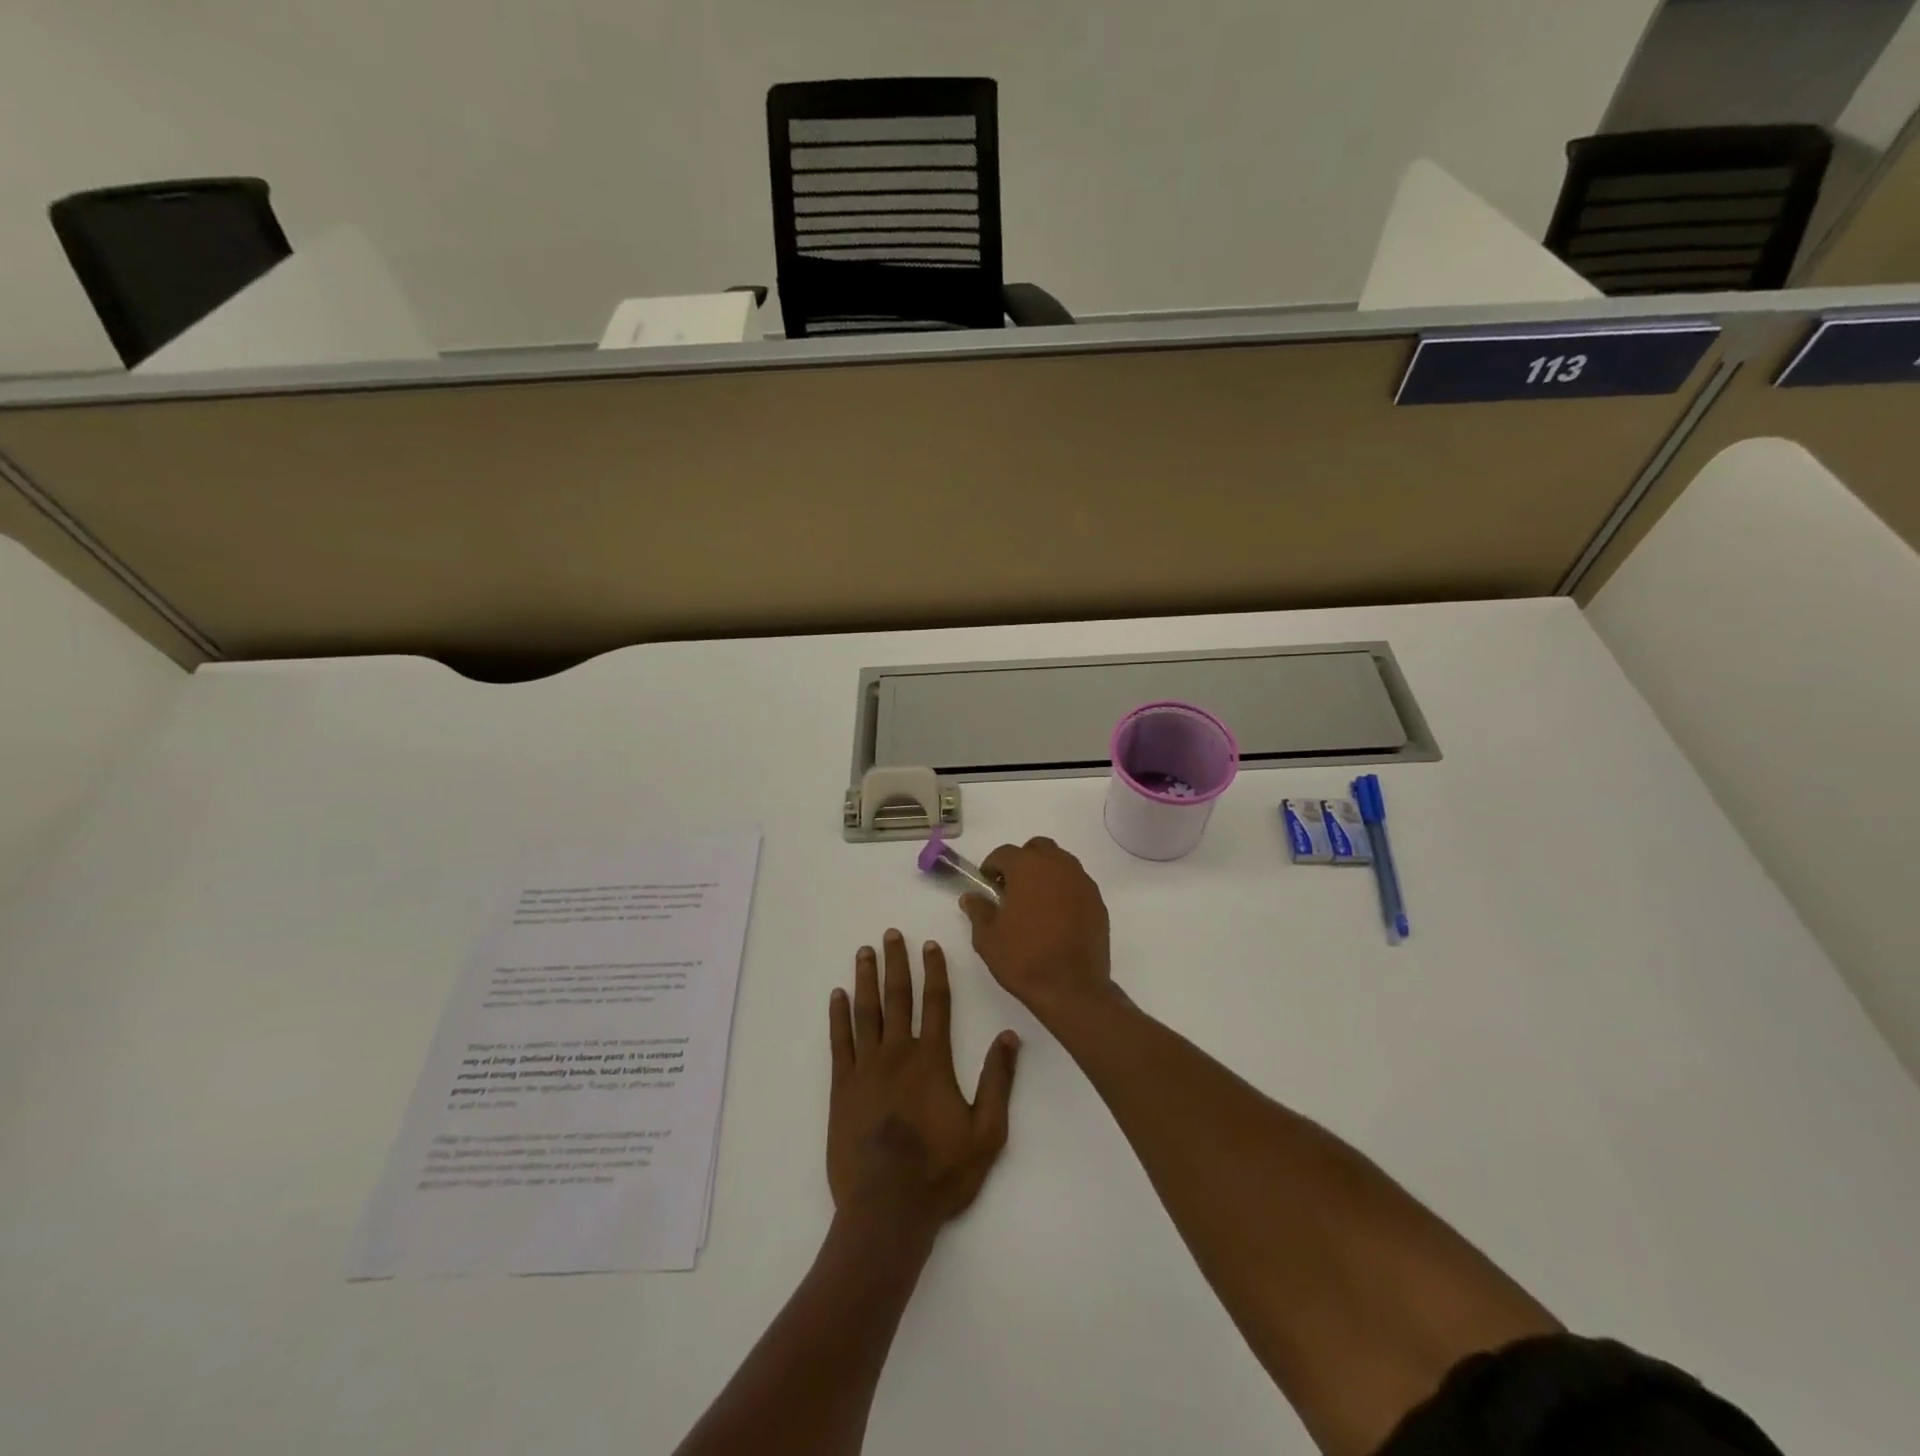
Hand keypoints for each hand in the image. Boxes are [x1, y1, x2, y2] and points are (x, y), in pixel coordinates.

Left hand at [827, 930, 1019, 1232]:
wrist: (887, 1209)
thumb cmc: (941, 1172)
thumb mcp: (987, 1132)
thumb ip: (998, 1081)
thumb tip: (1009, 1036)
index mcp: (932, 1060)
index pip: (935, 1003)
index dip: (934, 971)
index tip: (928, 945)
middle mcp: (898, 1053)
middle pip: (897, 997)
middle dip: (895, 963)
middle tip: (890, 934)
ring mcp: (866, 1068)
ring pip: (866, 1012)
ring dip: (865, 979)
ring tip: (864, 952)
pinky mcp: (842, 1087)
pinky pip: (839, 1042)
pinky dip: (838, 1016)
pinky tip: (837, 996)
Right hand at [961, 837, 1114, 1021]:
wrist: (1071, 988)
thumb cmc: (1023, 957)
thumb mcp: (987, 937)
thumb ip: (978, 910)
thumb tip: (971, 897)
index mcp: (1027, 867)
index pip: (1004, 853)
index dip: (992, 867)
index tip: (987, 886)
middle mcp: (1057, 865)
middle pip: (1037, 849)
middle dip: (1023, 862)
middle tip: (1012, 889)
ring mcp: (1082, 882)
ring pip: (1060, 863)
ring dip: (1046, 874)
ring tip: (1035, 903)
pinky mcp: (1098, 901)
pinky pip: (1077, 885)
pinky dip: (1065, 891)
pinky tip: (1057, 917)